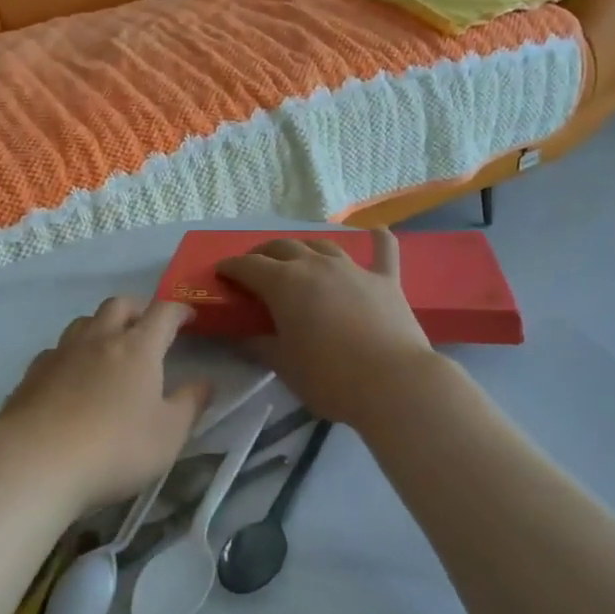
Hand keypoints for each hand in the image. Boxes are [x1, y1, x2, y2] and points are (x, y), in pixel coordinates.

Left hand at [0, 297, 210, 511]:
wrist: (36, 461)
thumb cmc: (115, 448)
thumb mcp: (168, 434)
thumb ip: (190, 404)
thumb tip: (205, 382)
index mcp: (137, 347)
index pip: (163, 313)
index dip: (179, 311)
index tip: (189, 318)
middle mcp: (99, 339)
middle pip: (119, 305)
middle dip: (138, 309)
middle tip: (147, 326)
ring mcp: (61, 353)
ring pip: (84, 322)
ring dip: (101, 326)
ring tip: (108, 347)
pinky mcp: (32, 373)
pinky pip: (56, 350)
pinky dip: (71, 354)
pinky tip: (70, 376)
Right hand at [216, 230, 438, 426]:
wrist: (393, 383)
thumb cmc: (329, 377)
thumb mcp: (283, 365)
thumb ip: (258, 346)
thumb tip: (240, 337)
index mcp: (284, 283)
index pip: (248, 266)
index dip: (231, 267)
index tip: (221, 273)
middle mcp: (316, 265)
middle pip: (283, 247)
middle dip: (263, 253)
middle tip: (255, 268)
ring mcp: (353, 269)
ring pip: (322, 245)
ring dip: (305, 248)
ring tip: (298, 258)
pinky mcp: (386, 280)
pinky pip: (383, 251)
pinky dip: (378, 239)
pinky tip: (377, 231)